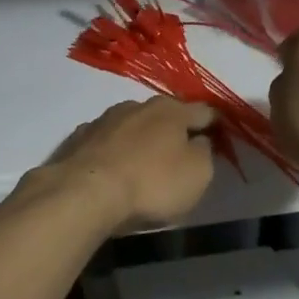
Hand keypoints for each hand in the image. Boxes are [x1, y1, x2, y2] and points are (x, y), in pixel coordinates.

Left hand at [42, 98, 216, 231]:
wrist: (85, 192)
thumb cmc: (151, 183)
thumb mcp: (197, 174)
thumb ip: (205, 152)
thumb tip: (199, 140)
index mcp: (171, 110)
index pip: (203, 111)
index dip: (215, 123)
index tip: (219, 136)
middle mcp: (137, 106)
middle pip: (165, 114)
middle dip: (174, 129)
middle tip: (181, 151)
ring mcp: (104, 120)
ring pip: (132, 125)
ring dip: (141, 139)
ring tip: (145, 162)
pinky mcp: (79, 139)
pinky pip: (106, 142)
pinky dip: (114, 151)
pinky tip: (114, 169)